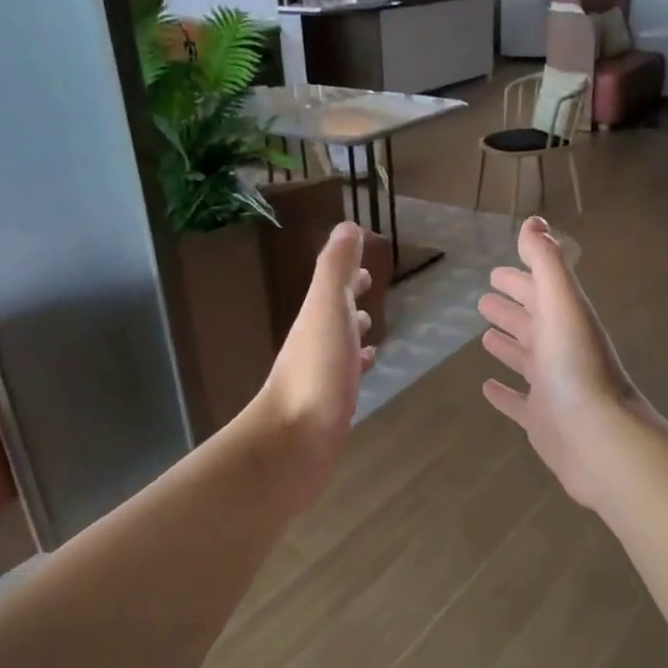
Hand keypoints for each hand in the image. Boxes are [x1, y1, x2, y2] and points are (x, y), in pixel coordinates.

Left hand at [248, 221, 374, 507]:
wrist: (294, 442)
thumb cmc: (315, 372)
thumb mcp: (326, 309)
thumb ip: (335, 269)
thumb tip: (347, 226)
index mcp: (314, 320)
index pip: (331, 290)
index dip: (346, 277)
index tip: (364, 269)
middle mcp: (314, 346)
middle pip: (333, 317)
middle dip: (349, 303)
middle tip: (369, 292)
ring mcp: (321, 379)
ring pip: (340, 349)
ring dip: (353, 337)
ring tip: (372, 332)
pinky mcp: (330, 409)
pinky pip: (347, 380)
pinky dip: (358, 369)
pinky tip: (367, 373)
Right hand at [479, 217, 644, 509]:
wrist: (598, 437)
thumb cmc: (576, 366)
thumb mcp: (562, 304)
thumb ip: (546, 262)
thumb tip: (533, 221)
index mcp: (565, 320)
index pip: (539, 291)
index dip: (520, 279)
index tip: (496, 272)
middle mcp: (560, 350)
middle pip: (532, 323)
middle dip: (512, 308)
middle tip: (485, 299)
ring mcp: (551, 386)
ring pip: (526, 359)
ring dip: (508, 345)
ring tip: (484, 337)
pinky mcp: (541, 419)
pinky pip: (518, 402)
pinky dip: (503, 393)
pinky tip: (486, 388)